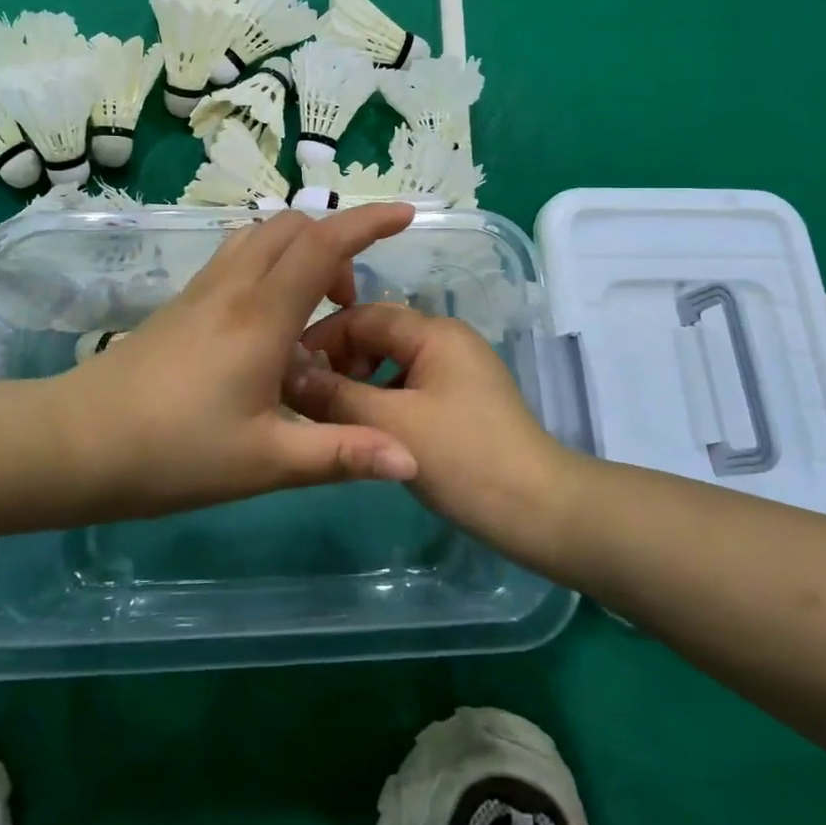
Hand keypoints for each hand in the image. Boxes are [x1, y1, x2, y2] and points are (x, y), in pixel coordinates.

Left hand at [55, 205, 420, 517]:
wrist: (75, 443)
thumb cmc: (174, 453)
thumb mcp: (266, 461)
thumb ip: (341, 453)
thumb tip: (412, 459)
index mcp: (262, 315)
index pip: (324, 245)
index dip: (369, 222)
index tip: (406, 215)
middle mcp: (234, 287)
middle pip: (291, 227)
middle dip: (336, 242)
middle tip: (349, 302)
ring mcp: (202, 290)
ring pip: (260, 237)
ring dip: (299, 250)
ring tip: (313, 307)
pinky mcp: (182, 303)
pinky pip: (238, 258)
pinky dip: (270, 264)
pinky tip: (269, 321)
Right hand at [286, 303, 580, 550]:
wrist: (538, 509)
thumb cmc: (463, 458)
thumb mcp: (391, 424)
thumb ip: (334, 395)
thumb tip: (287, 372)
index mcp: (434, 332)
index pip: (363, 315)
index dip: (321, 338)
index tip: (286, 369)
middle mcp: (446, 340)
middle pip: (377, 337)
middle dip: (338, 363)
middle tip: (307, 399)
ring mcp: (457, 371)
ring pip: (391, 365)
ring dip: (358, 385)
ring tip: (331, 418)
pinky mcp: (461, 401)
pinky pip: (409, 388)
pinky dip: (381, 402)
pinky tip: (366, 431)